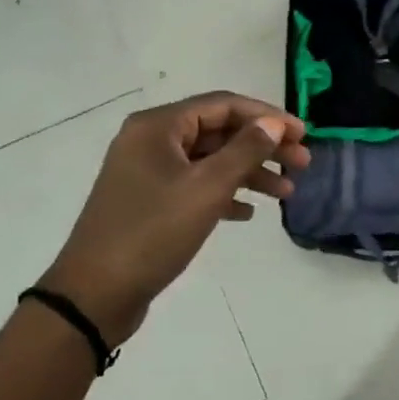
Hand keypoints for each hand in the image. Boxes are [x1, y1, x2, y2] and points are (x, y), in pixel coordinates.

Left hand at [39, 92, 309, 344]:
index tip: (303, 134)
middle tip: (301, 164)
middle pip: (218, 132)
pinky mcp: (148, 202)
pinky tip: (248, 213)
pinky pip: (194, 186)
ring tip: (285, 193)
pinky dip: (223, 194)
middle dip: (262, 146)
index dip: (267, 116)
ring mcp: (147, 172)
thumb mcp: (206, 189)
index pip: (223, 105)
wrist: (95, 294)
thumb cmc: (153, 233)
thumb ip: (244, 151)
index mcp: (158, 126)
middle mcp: (150, 141)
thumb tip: (273, 123)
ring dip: (248, 172)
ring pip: (209, 161)